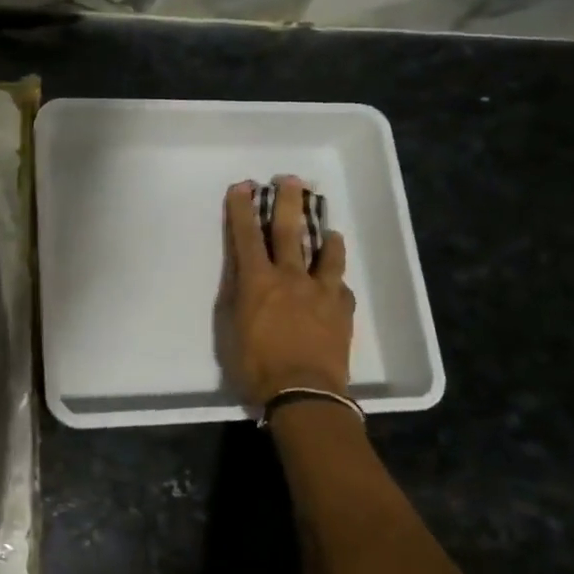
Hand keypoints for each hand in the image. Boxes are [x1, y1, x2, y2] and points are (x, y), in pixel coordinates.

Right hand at [221, 177, 355, 406]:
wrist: (304, 393)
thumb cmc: (256, 366)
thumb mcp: (230, 329)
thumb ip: (237, 295)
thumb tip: (242, 274)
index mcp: (258, 281)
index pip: (246, 236)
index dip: (242, 209)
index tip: (243, 186)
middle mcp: (291, 278)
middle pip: (289, 231)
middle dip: (287, 202)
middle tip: (291, 179)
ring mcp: (321, 292)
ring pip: (327, 253)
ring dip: (325, 236)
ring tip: (329, 228)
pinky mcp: (342, 310)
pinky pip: (341, 286)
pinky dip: (337, 278)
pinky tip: (336, 280)